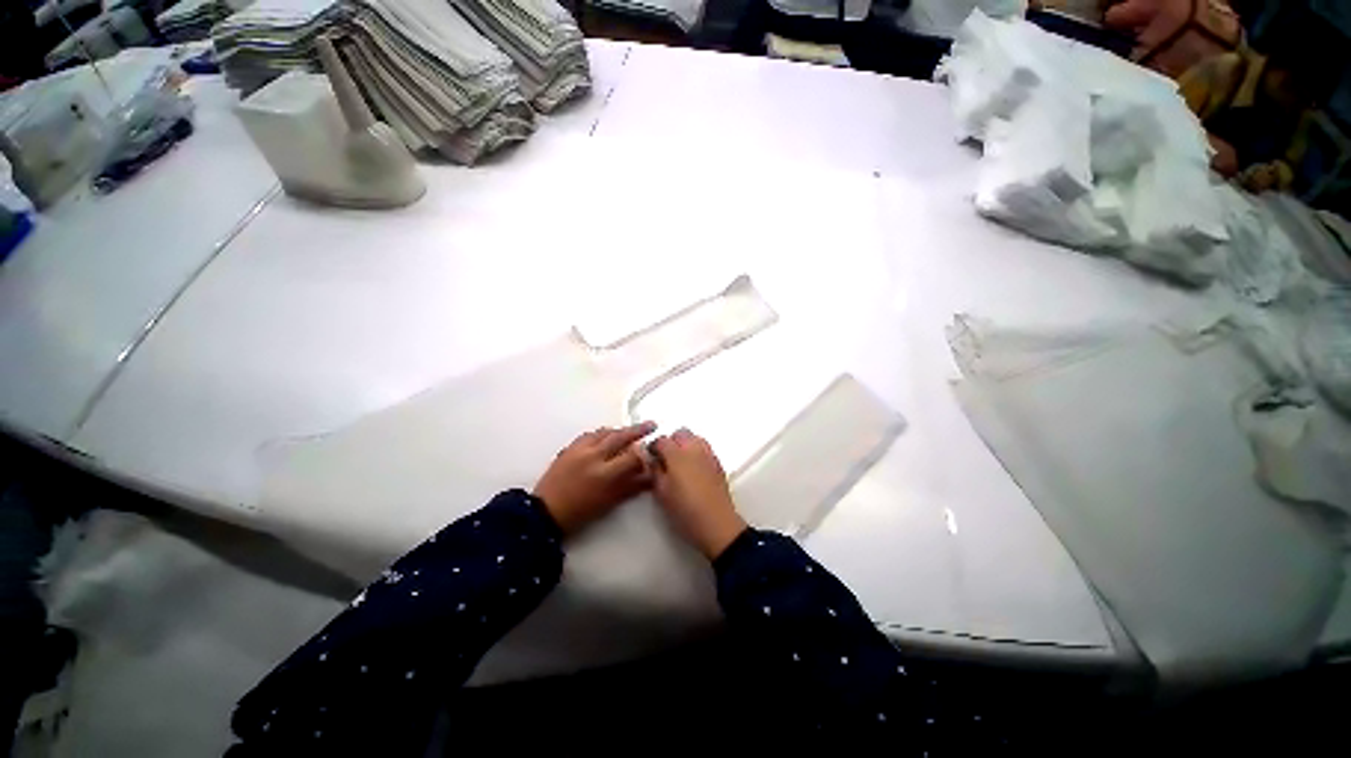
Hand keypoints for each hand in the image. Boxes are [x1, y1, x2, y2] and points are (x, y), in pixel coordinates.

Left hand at [533, 422, 655, 534]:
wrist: (546, 512)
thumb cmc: (580, 512)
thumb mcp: (610, 501)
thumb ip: (631, 486)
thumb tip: (648, 476)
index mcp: (604, 473)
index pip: (632, 456)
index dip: (644, 455)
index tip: (650, 454)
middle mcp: (593, 456)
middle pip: (620, 436)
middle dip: (638, 430)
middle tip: (651, 425)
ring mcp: (580, 449)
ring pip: (605, 432)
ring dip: (619, 430)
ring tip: (628, 431)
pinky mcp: (569, 448)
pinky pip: (589, 434)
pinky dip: (601, 433)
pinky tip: (605, 436)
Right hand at [650, 429, 746, 559]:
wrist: (716, 524)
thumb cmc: (686, 511)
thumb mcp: (662, 493)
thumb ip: (655, 472)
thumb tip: (653, 463)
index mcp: (677, 455)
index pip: (662, 440)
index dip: (654, 447)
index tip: (651, 457)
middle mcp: (694, 449)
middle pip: (680, 433)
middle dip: (671, 442)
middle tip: (665, 458)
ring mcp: (708, 454)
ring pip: (695, 438)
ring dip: (685, 444)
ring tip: (680, 462)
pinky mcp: (718, 463)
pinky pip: (705, 448)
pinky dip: (697, 452)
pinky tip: (693, 469)